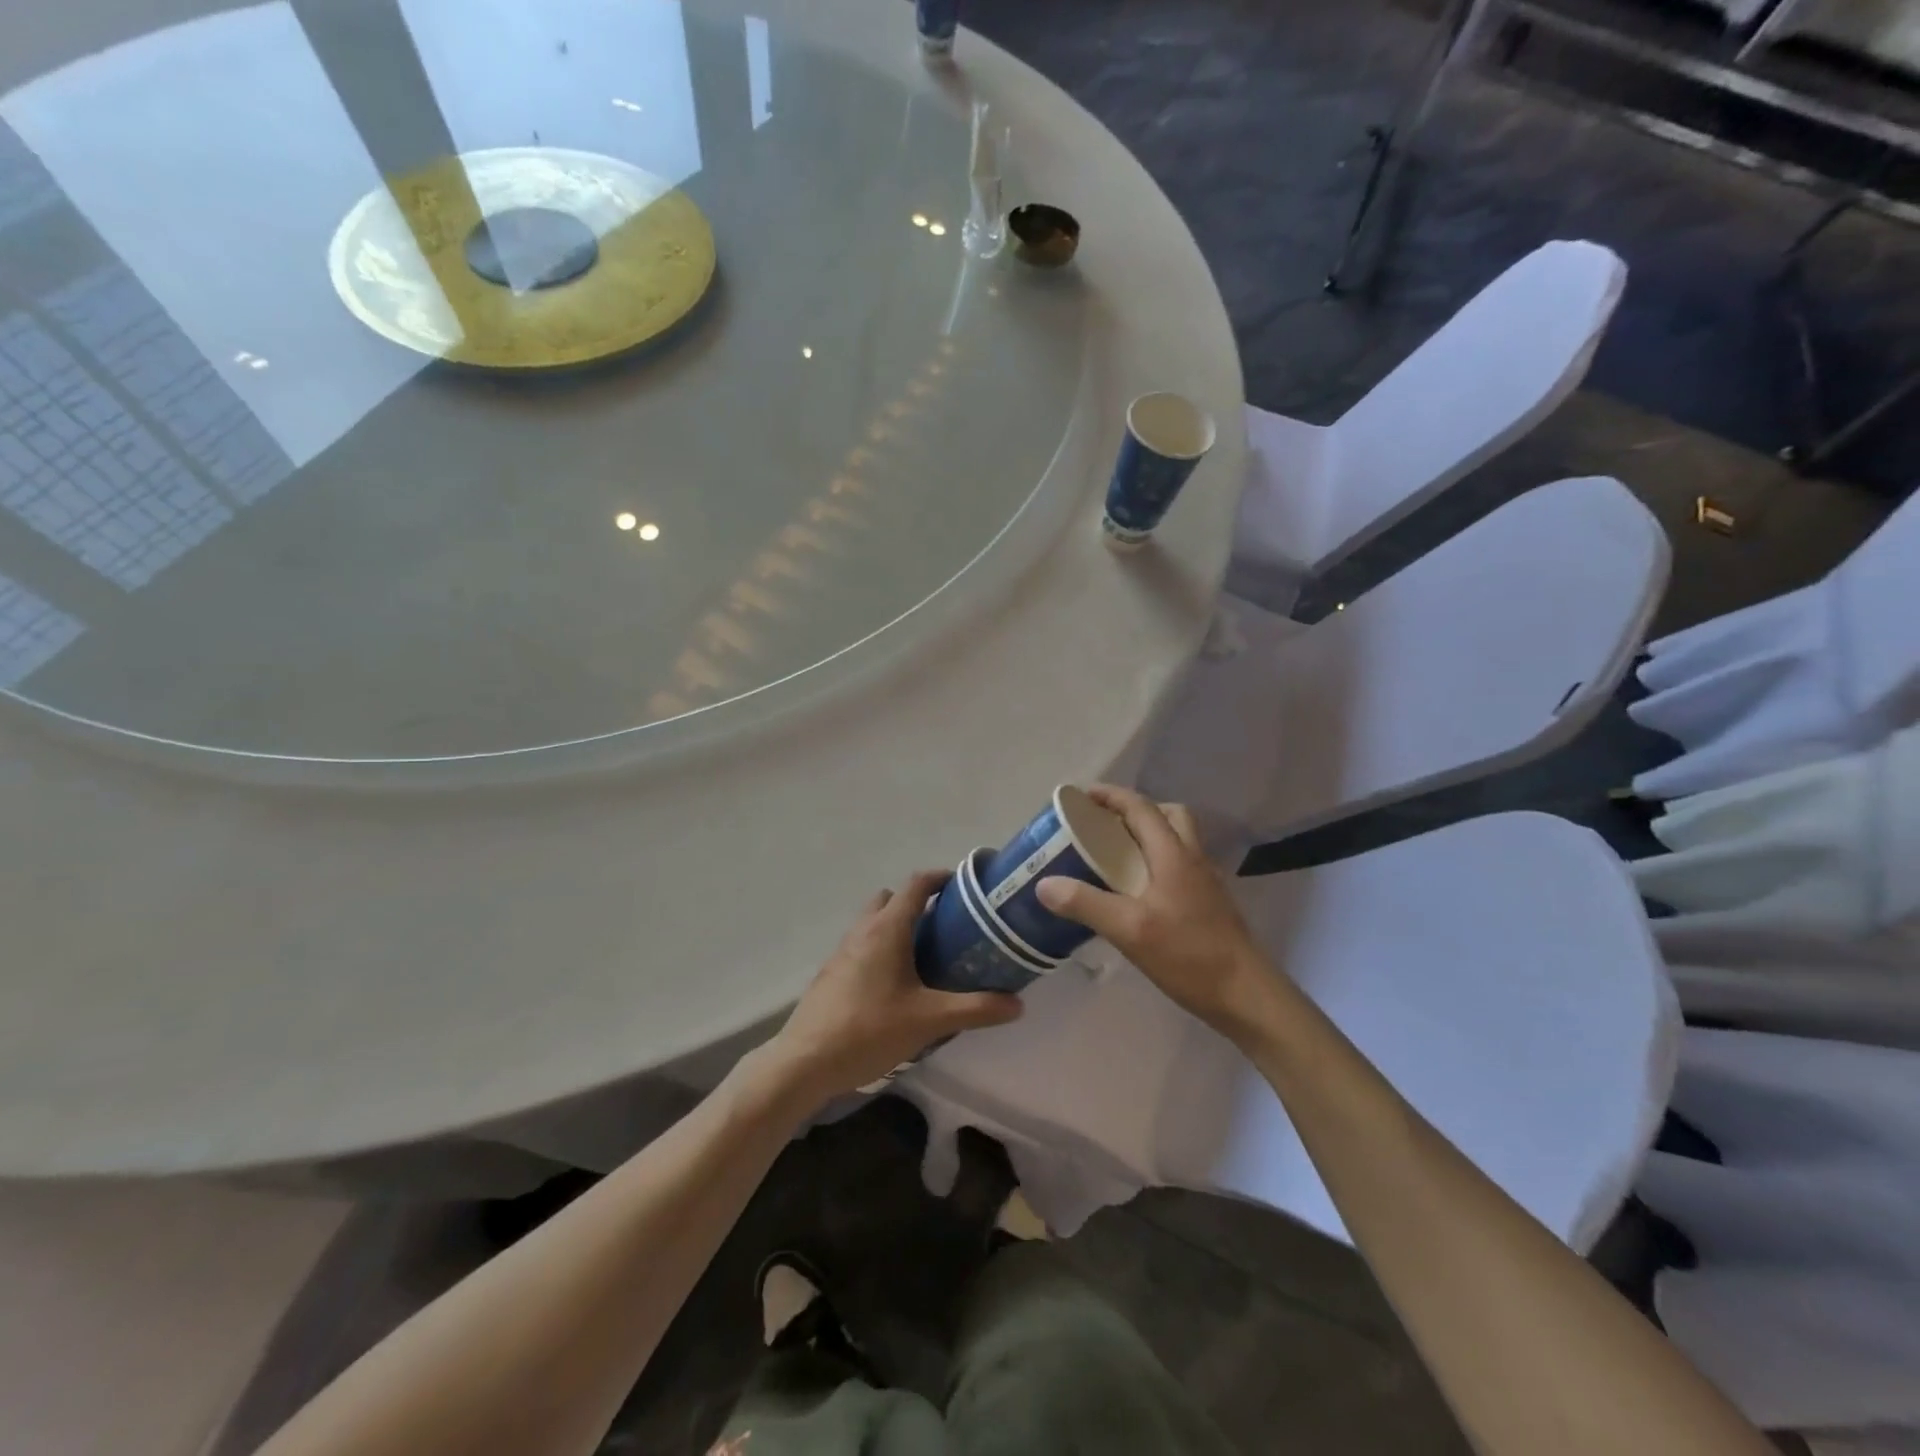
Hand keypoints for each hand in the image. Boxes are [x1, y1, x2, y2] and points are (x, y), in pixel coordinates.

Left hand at [764, 871, 1022, 1104]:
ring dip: (897, 927)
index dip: (941, 878)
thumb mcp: (930, 1020)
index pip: (916, 884)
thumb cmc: (869, 1030)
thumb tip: (1017, 1004)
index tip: (966, 887)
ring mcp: (842, 951)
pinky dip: (881, 949)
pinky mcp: (831, 973)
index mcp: (888, 928)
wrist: (805, 1062)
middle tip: (946, 927)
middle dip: (918, 903)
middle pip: (891, 898)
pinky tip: (896, 986)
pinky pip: (862, 945)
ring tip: (925, 957)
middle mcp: (863, 930)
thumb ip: (975, 1009)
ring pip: (873, 922)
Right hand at [1036, 786, 1273, 1034]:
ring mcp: (1205, 882)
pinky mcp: (1209, 904)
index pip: (1142, 808)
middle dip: (1135, 811)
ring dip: (1148, 836)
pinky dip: (1156, 863)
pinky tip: (1137, 893)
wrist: (1247, 996)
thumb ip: (1086, 904)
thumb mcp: (1130, 930)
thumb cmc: (1189, 956)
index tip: (1082, 796)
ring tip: (1115, 856)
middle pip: (1168, 816)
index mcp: (1174, 854)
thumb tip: (1044, 884)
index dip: (1112, 796)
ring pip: (1177, 841)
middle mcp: (1193, 859)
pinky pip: (1179, 866)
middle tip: (1104, 825)